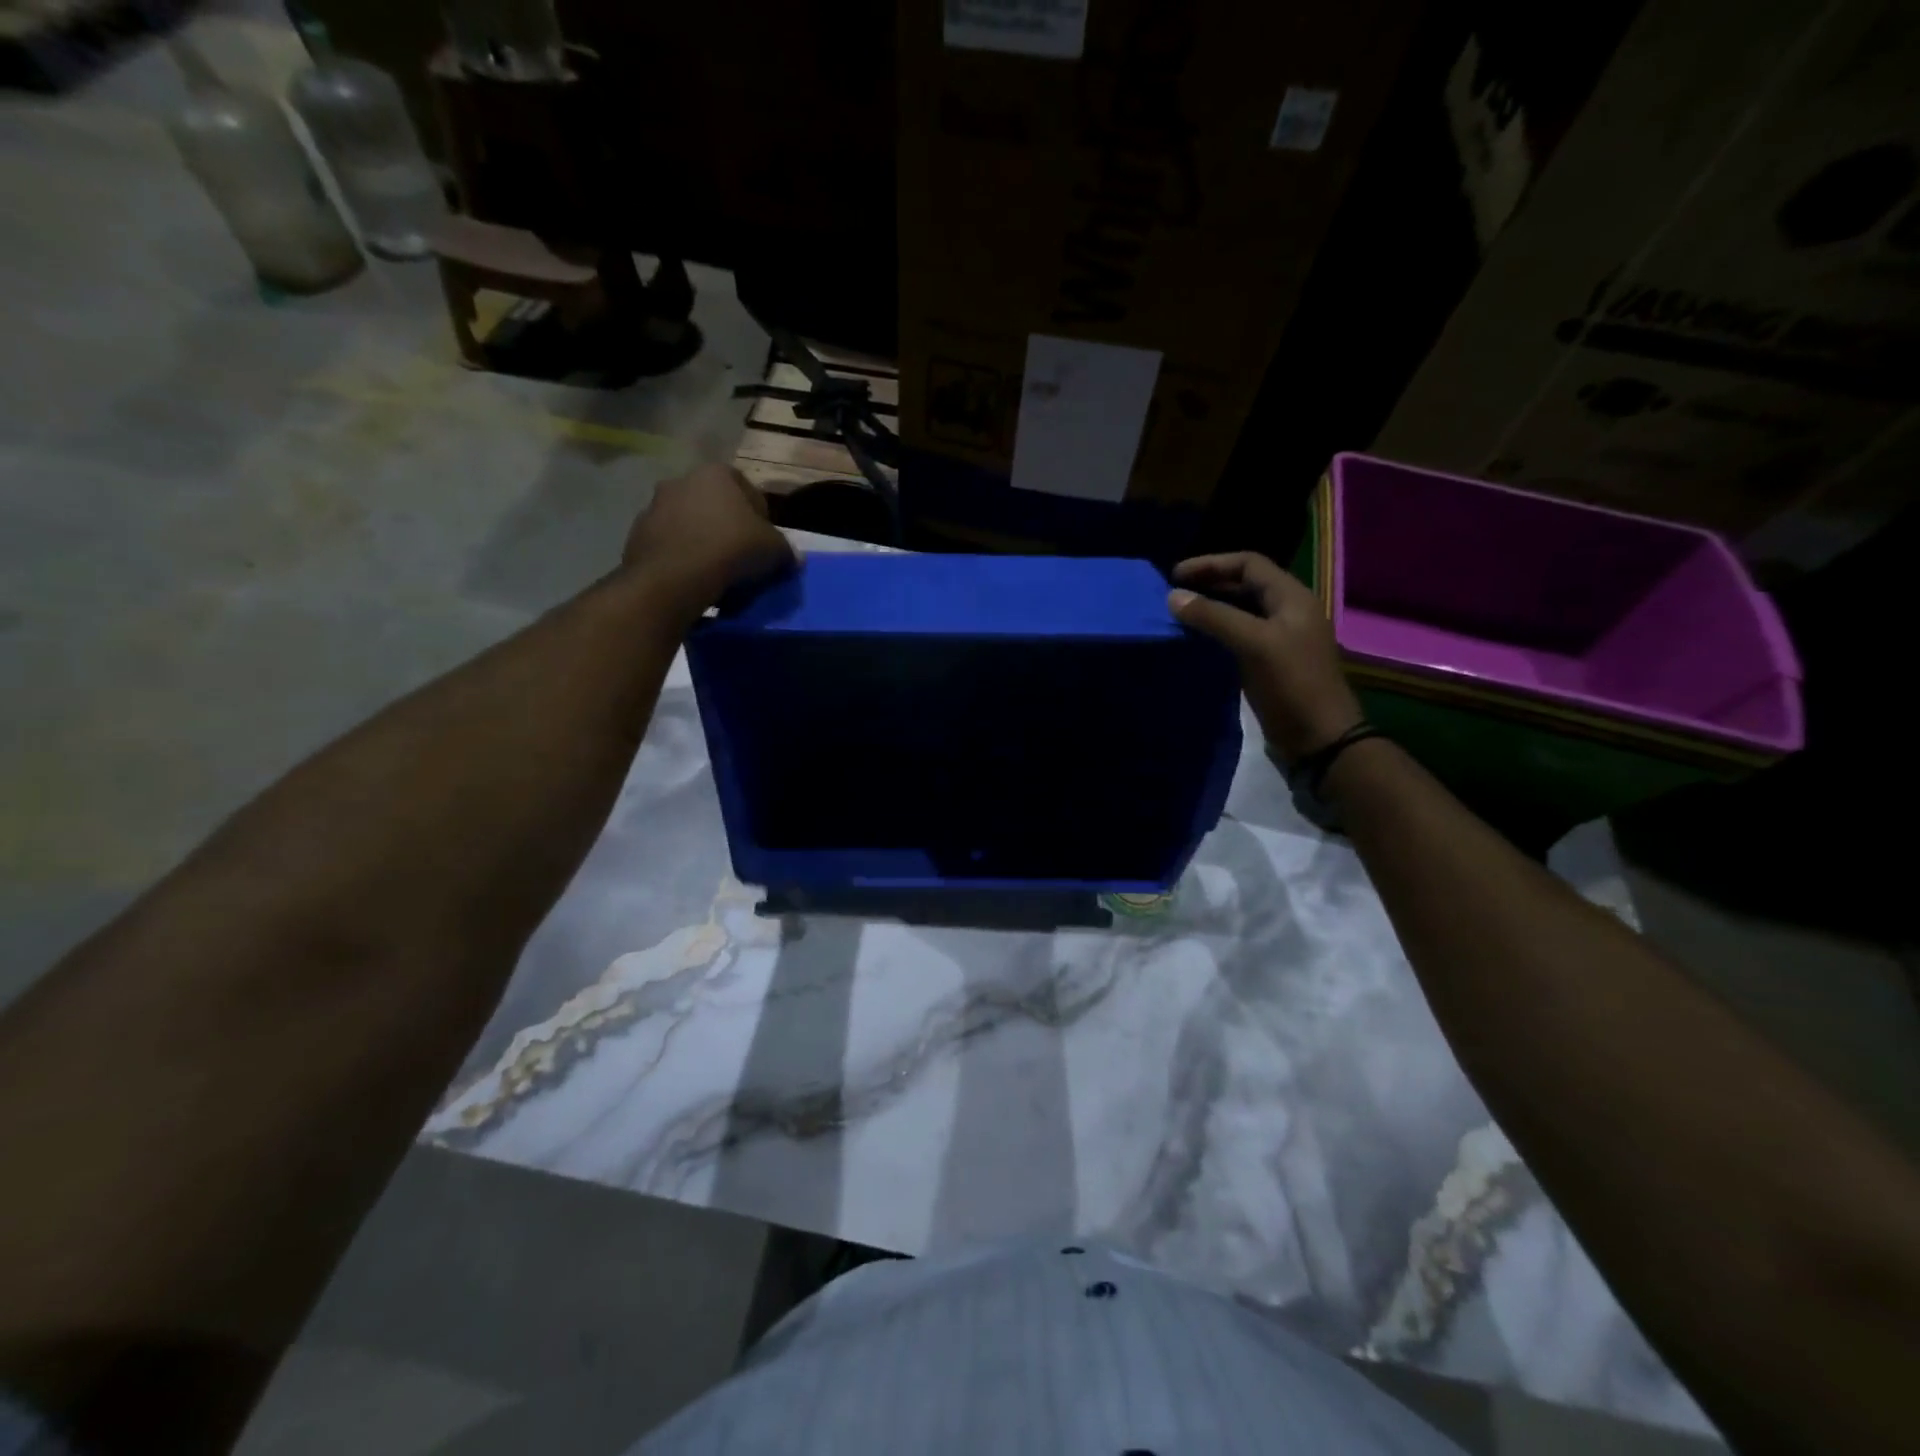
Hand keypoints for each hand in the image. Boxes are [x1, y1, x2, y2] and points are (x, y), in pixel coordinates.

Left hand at [623, 464, 796, 613]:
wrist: (674, 577)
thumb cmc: (730, 549)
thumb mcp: (774, 550)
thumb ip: (787, 550)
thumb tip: (794, 558)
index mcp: (717, 473)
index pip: (750, 493)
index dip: (763, 521)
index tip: (766, 547)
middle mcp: (682, 480)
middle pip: (716, 507)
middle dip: (729, 530)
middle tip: (743, 560)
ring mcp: (654, 506)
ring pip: (691, 526)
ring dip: (704, 543)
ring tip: (718, 574)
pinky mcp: (637, 535)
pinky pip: (671, 546)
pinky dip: (683, 558)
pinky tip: (694, 580)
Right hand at [1168, 552, 1362, 765]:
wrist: (1319, 738)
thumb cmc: (1291, 684)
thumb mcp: (1252, 644)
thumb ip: (1214, 617)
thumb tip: (1173, 596)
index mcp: (1292, 598)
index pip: (1249, 563)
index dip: (1211, 563)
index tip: (1174, 575)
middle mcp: (1288, 612)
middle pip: (1245, 585)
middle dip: (1209, 584)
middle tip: (1173, 595)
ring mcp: (1281, 639)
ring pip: (1241, 611)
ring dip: (1211, 609)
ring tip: (1179, 616)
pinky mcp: (1271, 663)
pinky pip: (1240, 636)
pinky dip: (1217, 633)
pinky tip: (1196, 642)